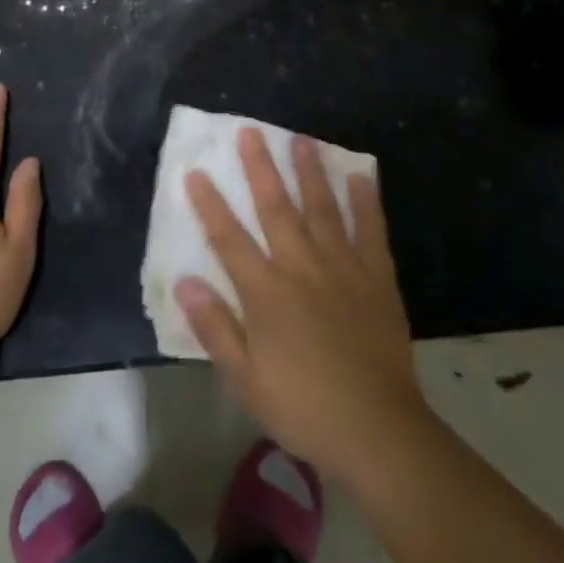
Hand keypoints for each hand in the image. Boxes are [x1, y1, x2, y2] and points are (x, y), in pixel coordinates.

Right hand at [175, 128, 428, 483]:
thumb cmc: (304, 408)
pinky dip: (366, 202)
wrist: (378, 431)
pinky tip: (360, 176)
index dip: (210, 204)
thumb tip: (185, 282)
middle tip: (251, 131)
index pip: (229, 238)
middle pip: (276, 208)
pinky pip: (371, 230)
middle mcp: (302, 267)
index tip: (195, 171)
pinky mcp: (377, 277)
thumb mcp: (247, 380)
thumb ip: (216, 327)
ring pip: (322, 208)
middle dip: (260, 168)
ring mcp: (343, 267)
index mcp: (267, 293)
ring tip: (302, 139)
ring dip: (310, 172)